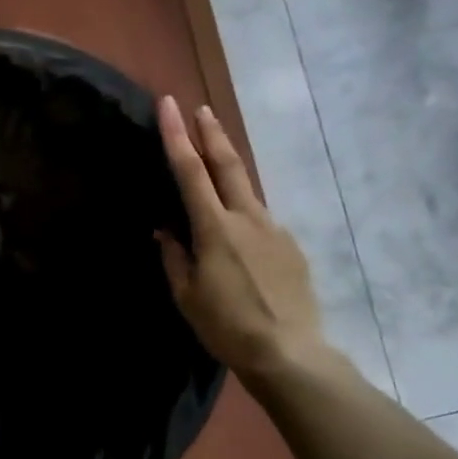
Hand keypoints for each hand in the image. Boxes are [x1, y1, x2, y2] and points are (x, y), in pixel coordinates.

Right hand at [156, 96, 332, 385]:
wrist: (289, 353)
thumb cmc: (227, 327)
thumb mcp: (187, 295)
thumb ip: (174, 257)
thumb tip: (165, 231)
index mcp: (215, 229)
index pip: (190, 171)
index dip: (176, 136)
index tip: (169, 105)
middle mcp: (248, 219)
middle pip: (228, 165)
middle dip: (212, 133)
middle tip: (200, 108)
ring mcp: (274, 230)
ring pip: (247, 190)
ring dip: (229, 168)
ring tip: (215, 157)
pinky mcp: (292, 247)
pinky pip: (261, 221)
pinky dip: (244, 214)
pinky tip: (239, 235)